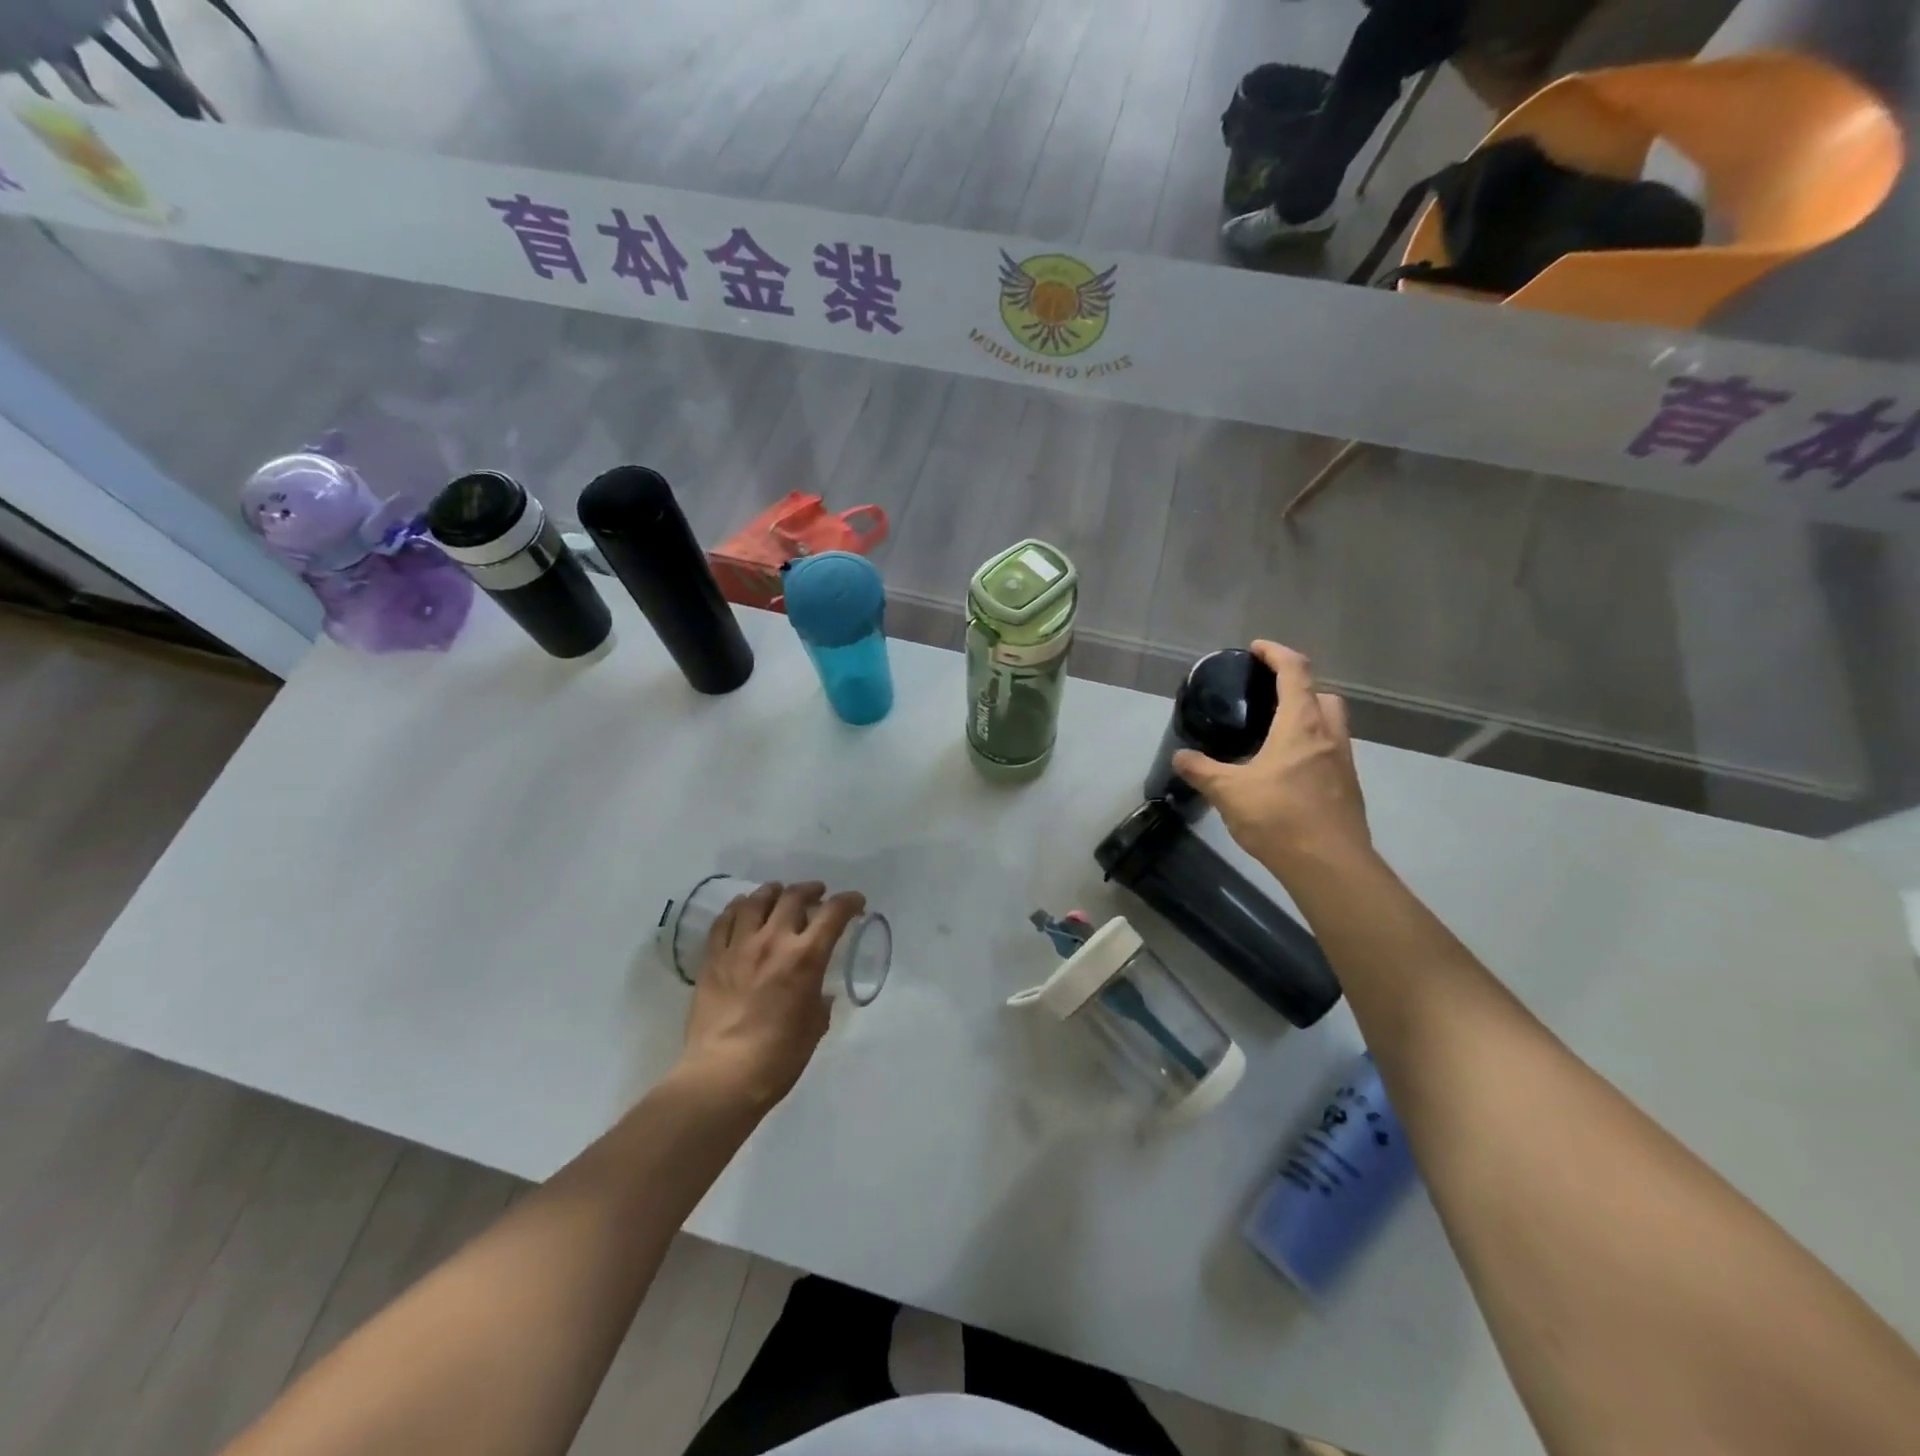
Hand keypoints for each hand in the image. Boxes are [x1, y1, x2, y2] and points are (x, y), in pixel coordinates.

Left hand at [680, 881, 866, 1111]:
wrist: (723, 1075)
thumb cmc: (778, 1057)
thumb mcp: (814, 1027)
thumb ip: (819, 1001)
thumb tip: (817, 993)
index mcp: (805, 958)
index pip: (833, 914)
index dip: (848, 902)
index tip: (856, 902)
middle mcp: (773, 941)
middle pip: (793, 897)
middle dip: (811, 890)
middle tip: (817, 894)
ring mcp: (739, 947)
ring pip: (756, 901)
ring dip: (773, 892)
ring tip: (779, 894)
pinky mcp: (712, 958)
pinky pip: (724, 921)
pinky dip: (737, 908)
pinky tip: (742, 909)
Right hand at [1172, 641, 1372, 880]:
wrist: (1330, 865)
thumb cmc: (1280, 817)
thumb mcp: (1229, 792)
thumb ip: (1202, 770)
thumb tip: (1179, 757)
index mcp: (1302, 724)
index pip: (1296, 671)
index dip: (1277, 653)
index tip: (1256, 649)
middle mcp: (1329, 735)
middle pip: (1322, 694)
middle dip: (1298, 687)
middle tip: (1268, 698)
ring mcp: (1343, 762)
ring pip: (1331, 724)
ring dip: (1308, 718)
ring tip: (1275, 735)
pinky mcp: (1347, 787)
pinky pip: (1330, 752)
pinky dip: (1311, 748)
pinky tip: (1286, 771)